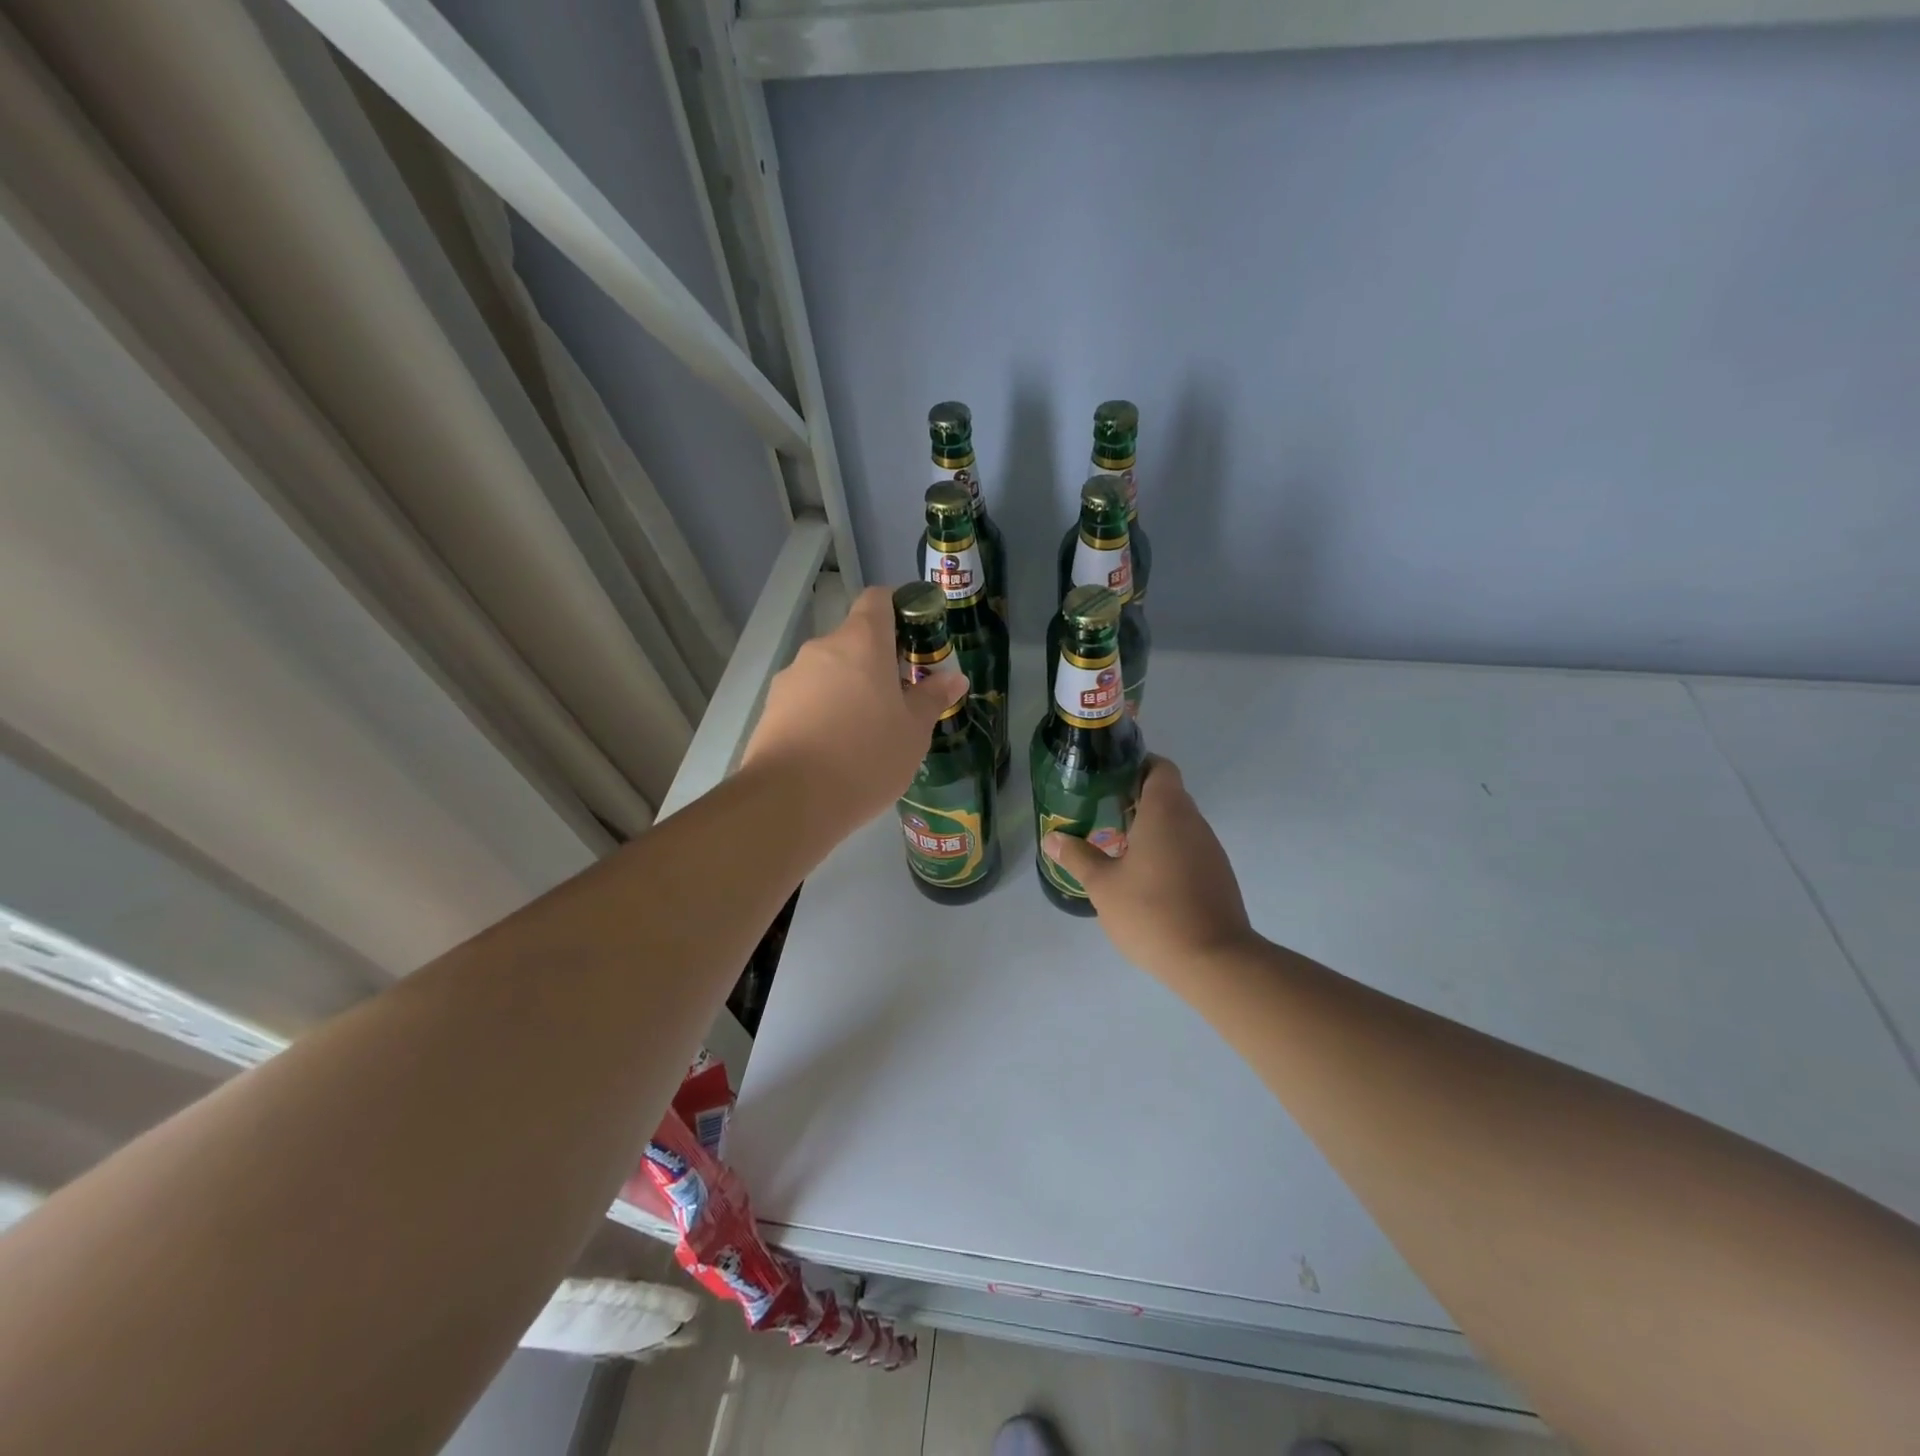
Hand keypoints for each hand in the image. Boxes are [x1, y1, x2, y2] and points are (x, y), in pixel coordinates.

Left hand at [742, 586, 966, 833]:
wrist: (790, 800)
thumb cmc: (866, 756)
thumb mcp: (914, 731)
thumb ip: (933, 697)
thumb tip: (954, 677)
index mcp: (861, 642)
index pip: (878, 599)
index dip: (899, 608)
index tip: (916, 637)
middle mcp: (822, 649)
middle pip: (854, 641)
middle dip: (878, 663)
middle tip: (899, 701)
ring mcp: (791, 678)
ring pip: (830, 672)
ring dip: (850, 690)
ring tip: (866, 734)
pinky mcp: (772, 709)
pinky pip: (808, 699)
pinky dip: (824, 713)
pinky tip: (836, 750)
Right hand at [1044, 756, 1256, 979]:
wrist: (1213, 961)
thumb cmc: (1152, 912)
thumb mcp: (1103, 885)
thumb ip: (1077, 857)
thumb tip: (1053, 838)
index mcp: (1166, 811)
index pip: (1159, 767)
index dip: (1135, 766)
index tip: (1108, 781)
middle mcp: (1193, 822)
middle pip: (1167, 795)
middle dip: (1135, 800)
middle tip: (1101, 815)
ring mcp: (1210, 849)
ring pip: (1178, 824)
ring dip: (1151, 829)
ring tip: (1117, 849)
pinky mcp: (1217, 876)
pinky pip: (1188, 850)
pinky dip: (1166, 853)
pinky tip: (1144, 880)